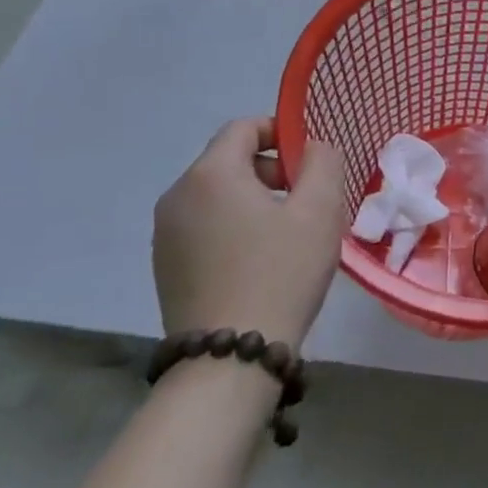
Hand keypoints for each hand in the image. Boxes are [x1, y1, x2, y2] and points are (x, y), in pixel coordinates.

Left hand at [153, 119, 347, 348]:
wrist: (229, 359)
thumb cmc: (281, 272)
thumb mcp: (319, 210)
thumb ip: (323, 162)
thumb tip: (313, 147)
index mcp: (210, 175)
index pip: (244, 128)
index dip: (281, 132)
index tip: (311, 162)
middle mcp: (177, 196)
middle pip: (230, 160)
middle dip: (272, 170)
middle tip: (308, 201)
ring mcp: (165, 235)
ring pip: (218, 195)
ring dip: (255, 200)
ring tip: (289, 235)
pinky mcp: (165, 267)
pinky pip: (205, 226)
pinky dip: (234, 228)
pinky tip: (261, 262)